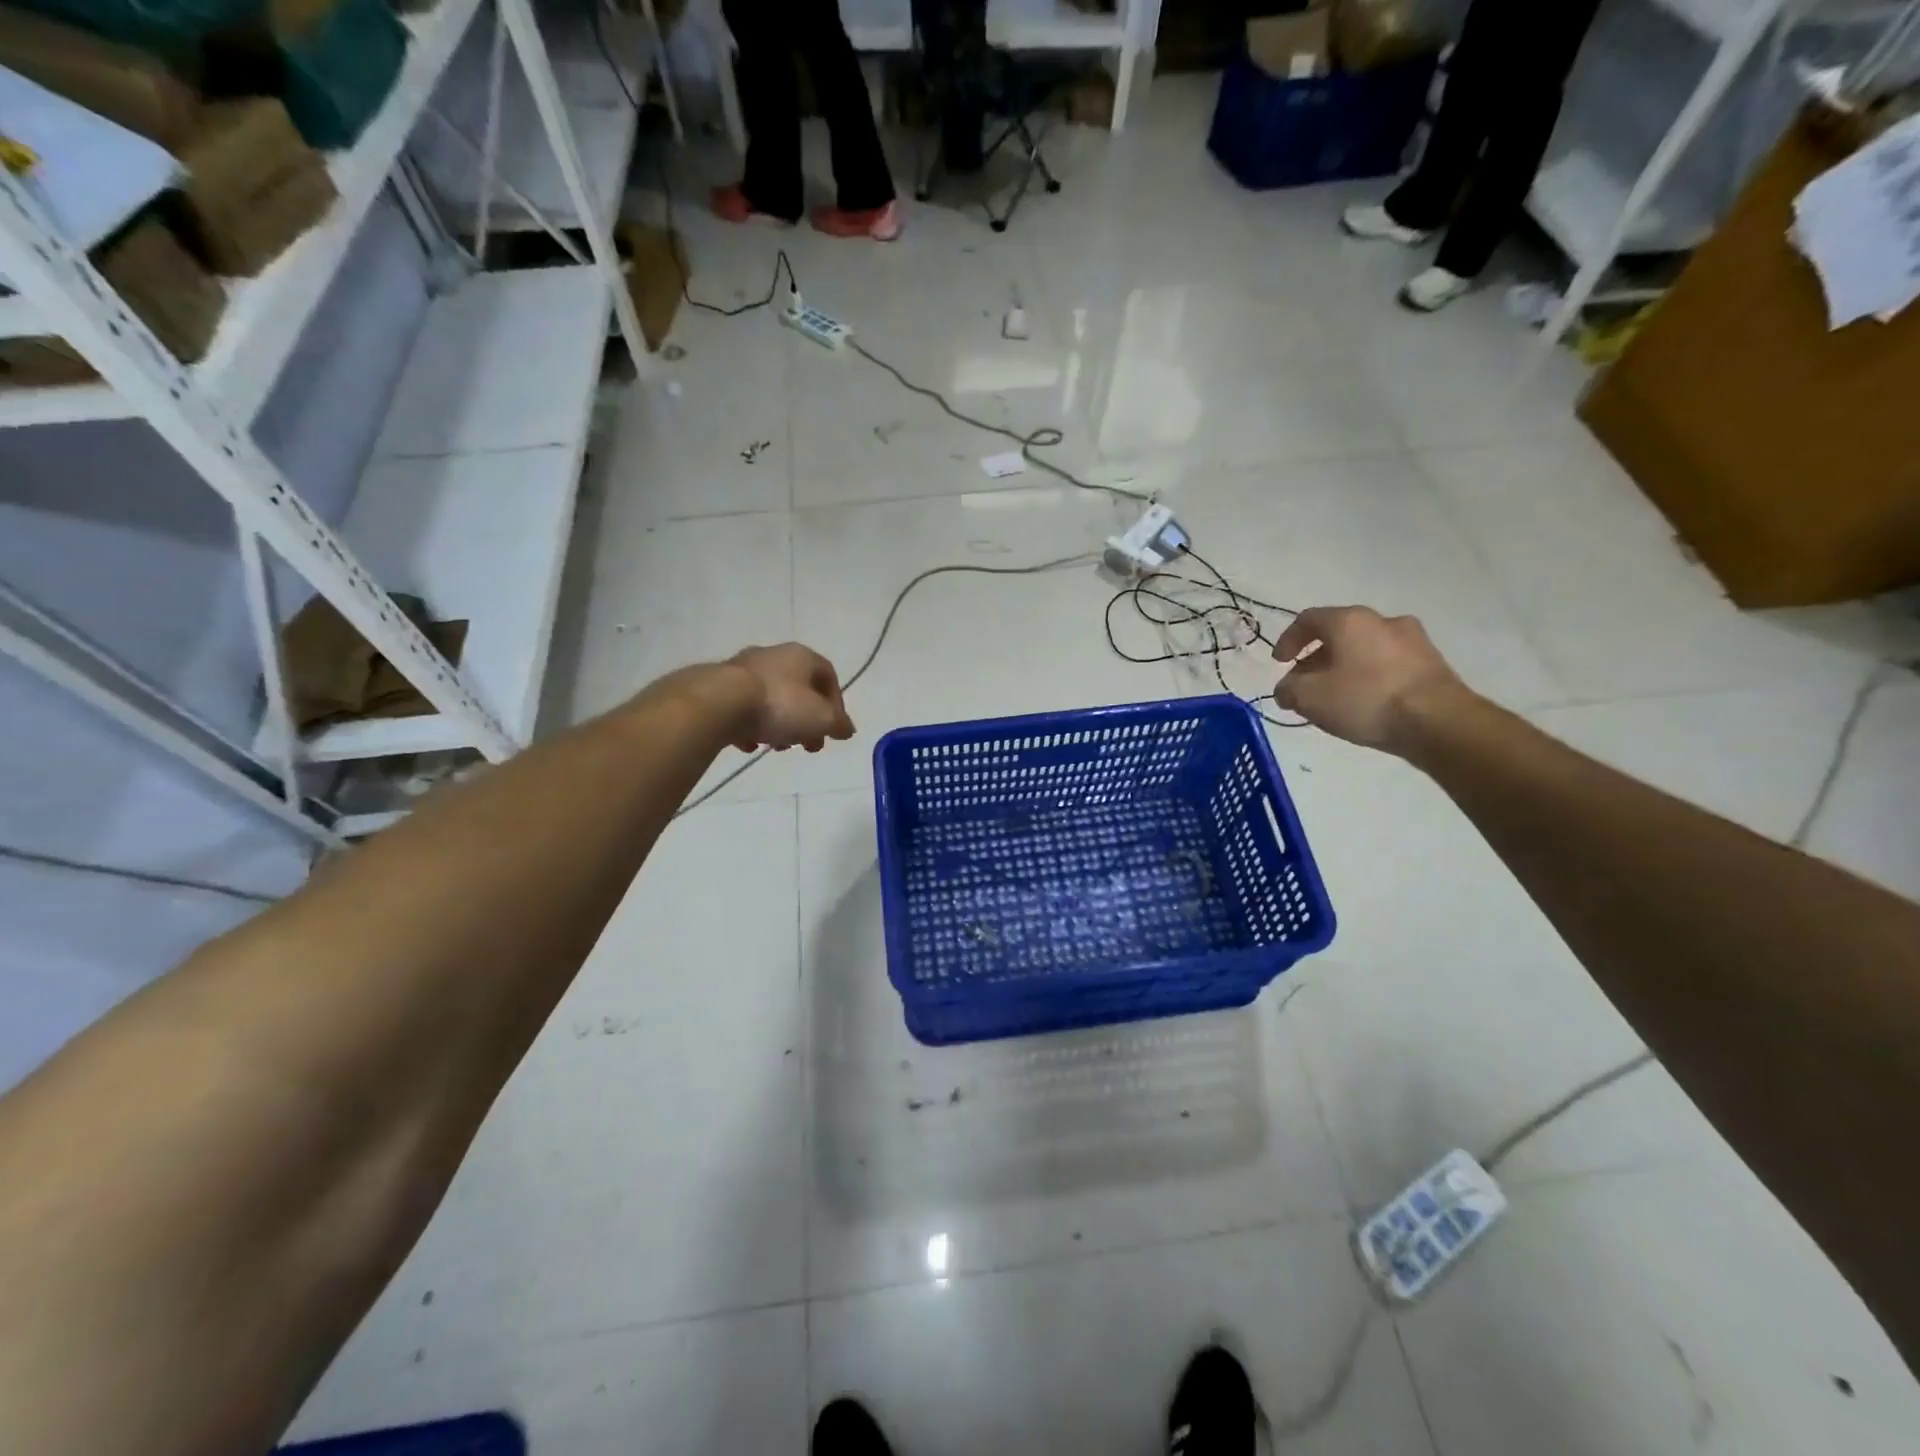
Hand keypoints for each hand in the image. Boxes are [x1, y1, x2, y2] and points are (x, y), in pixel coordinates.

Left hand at [725, 644, 855, 752]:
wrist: (721, 702)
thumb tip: (847, 729)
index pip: (829, 677)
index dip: (836, 705)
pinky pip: (744, 707)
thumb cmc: (781, 705)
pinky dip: (751, 726)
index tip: (832, 730)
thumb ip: (838, 724)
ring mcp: (744, 669)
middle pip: (799, 690)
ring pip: (772, 699)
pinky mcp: (720, 686)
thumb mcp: (822, 719)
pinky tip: (749, 744)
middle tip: (807, 745)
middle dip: (807, 721)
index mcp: (802, 656)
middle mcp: (774, 656)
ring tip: (776, 747)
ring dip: (780, 725)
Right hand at [1271, 606, 1468, 752]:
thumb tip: (1287, 689)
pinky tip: (1365, 702)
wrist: (1438, 721)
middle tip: (1305, 684)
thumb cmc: (1366, 700)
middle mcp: (1383, 621)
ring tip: (1335, 696)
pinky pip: (1388, 663)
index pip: (1308, 619)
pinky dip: (1370, 676)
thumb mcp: (1310, 698)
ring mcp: (1413, 640)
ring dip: (1344, 667)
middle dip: (1316, 658)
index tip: (1280, 663)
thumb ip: (1289, 690)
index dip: (1288, 640)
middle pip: (1339, 633)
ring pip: (1365, 648)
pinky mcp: (1432, 663)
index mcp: (1350, 621)